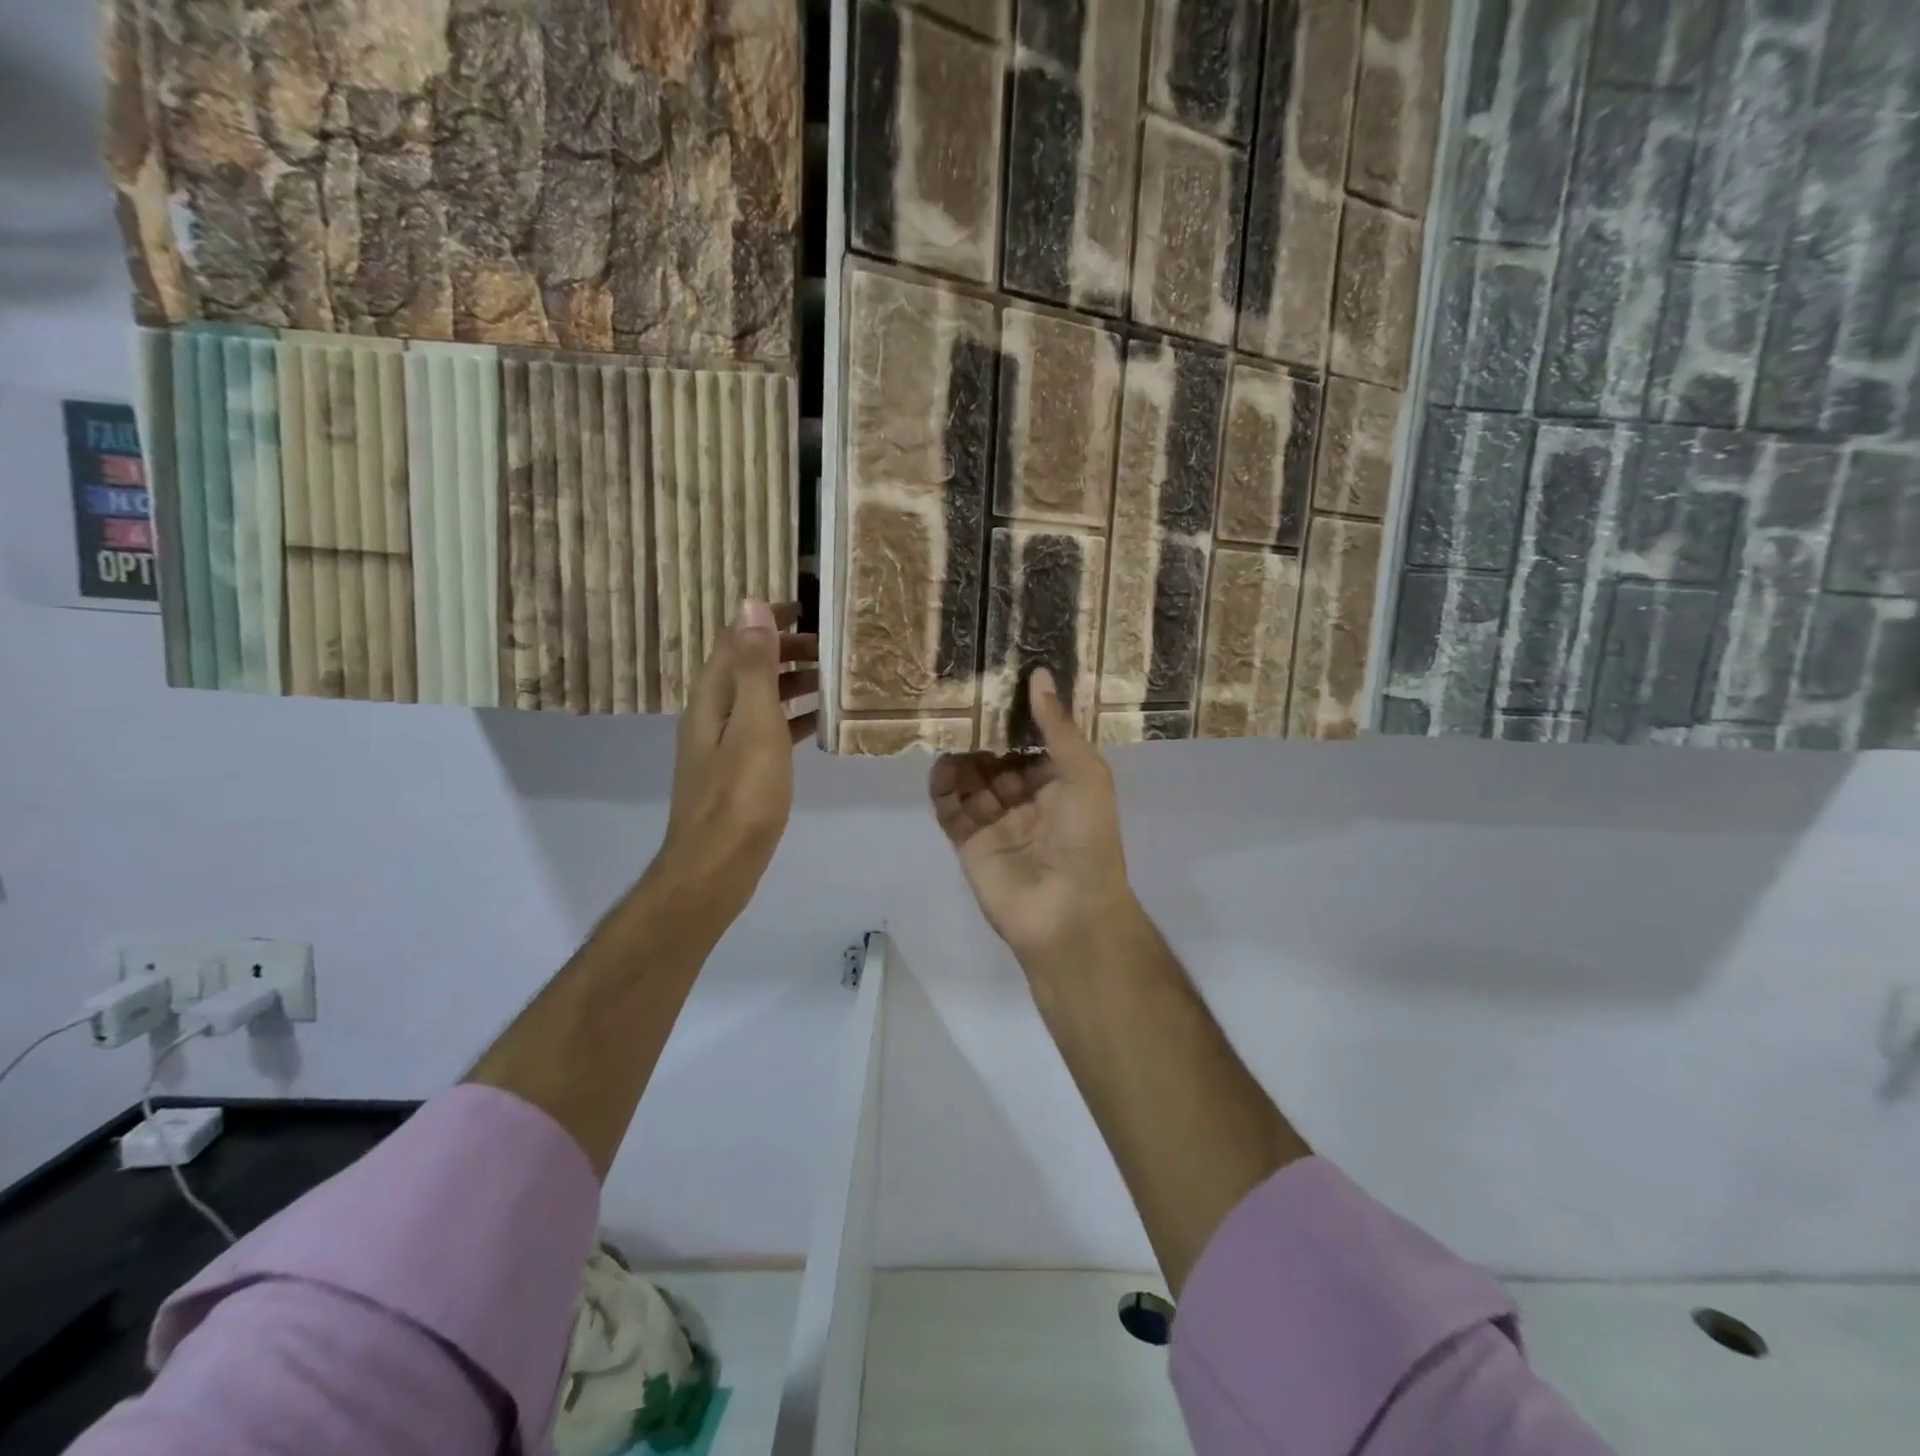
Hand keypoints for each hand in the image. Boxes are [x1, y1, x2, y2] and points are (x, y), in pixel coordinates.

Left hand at [651, 599, 817, 929]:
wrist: (716, 866)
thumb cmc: (741, 795)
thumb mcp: (754, 724)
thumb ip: (754, 666)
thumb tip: (749, 603)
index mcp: (712, 698)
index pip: (735, 640)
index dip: (766, 619)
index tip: (807, 609)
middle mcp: (712, 715)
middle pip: (746, 668)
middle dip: (785, 651)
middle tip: (830, 649)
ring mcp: (723, 746)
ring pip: (759, 700)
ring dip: (791, 684)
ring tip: (832, 681)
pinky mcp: (738, 773)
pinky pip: (767, 731)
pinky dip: (791, 719)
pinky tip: (818, 725)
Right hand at [929, 668, 1137, 967]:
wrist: (1067, 911)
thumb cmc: (1086, 837)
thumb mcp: (1083, 773)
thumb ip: (1057, 726)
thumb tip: (1040, 675)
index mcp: (1061, 782)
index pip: (1033, 741)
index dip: (1017, 716)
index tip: (997, 682)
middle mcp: (1028, 799)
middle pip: (998, 758)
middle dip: (983, 734)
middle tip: (960, 698)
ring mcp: (997, 821)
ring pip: (971, 780)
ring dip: (961, 757)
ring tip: (946, 726)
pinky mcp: (969, 842)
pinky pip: (951, 808)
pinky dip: (943, 787)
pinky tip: (940, 764)